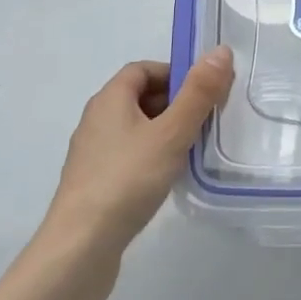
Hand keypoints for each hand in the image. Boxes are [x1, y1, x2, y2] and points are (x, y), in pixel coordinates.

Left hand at [43, 48, 235, 259]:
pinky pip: (128, 156)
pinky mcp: (94, 184)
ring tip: (193, 151)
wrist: (80, 248)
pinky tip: (167, 179)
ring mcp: (92, 154)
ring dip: (164, 133)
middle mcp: (96, 119)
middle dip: (174, 104)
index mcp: (109, 99)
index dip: (174, 74)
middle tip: (206, 121)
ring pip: (135, 129)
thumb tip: (220, 51)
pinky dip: (150, 157)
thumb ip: (198, 93)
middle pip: (139, 97)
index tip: (203, 92)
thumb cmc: (127, 180)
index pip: (143, 69)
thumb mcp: (171, 134)